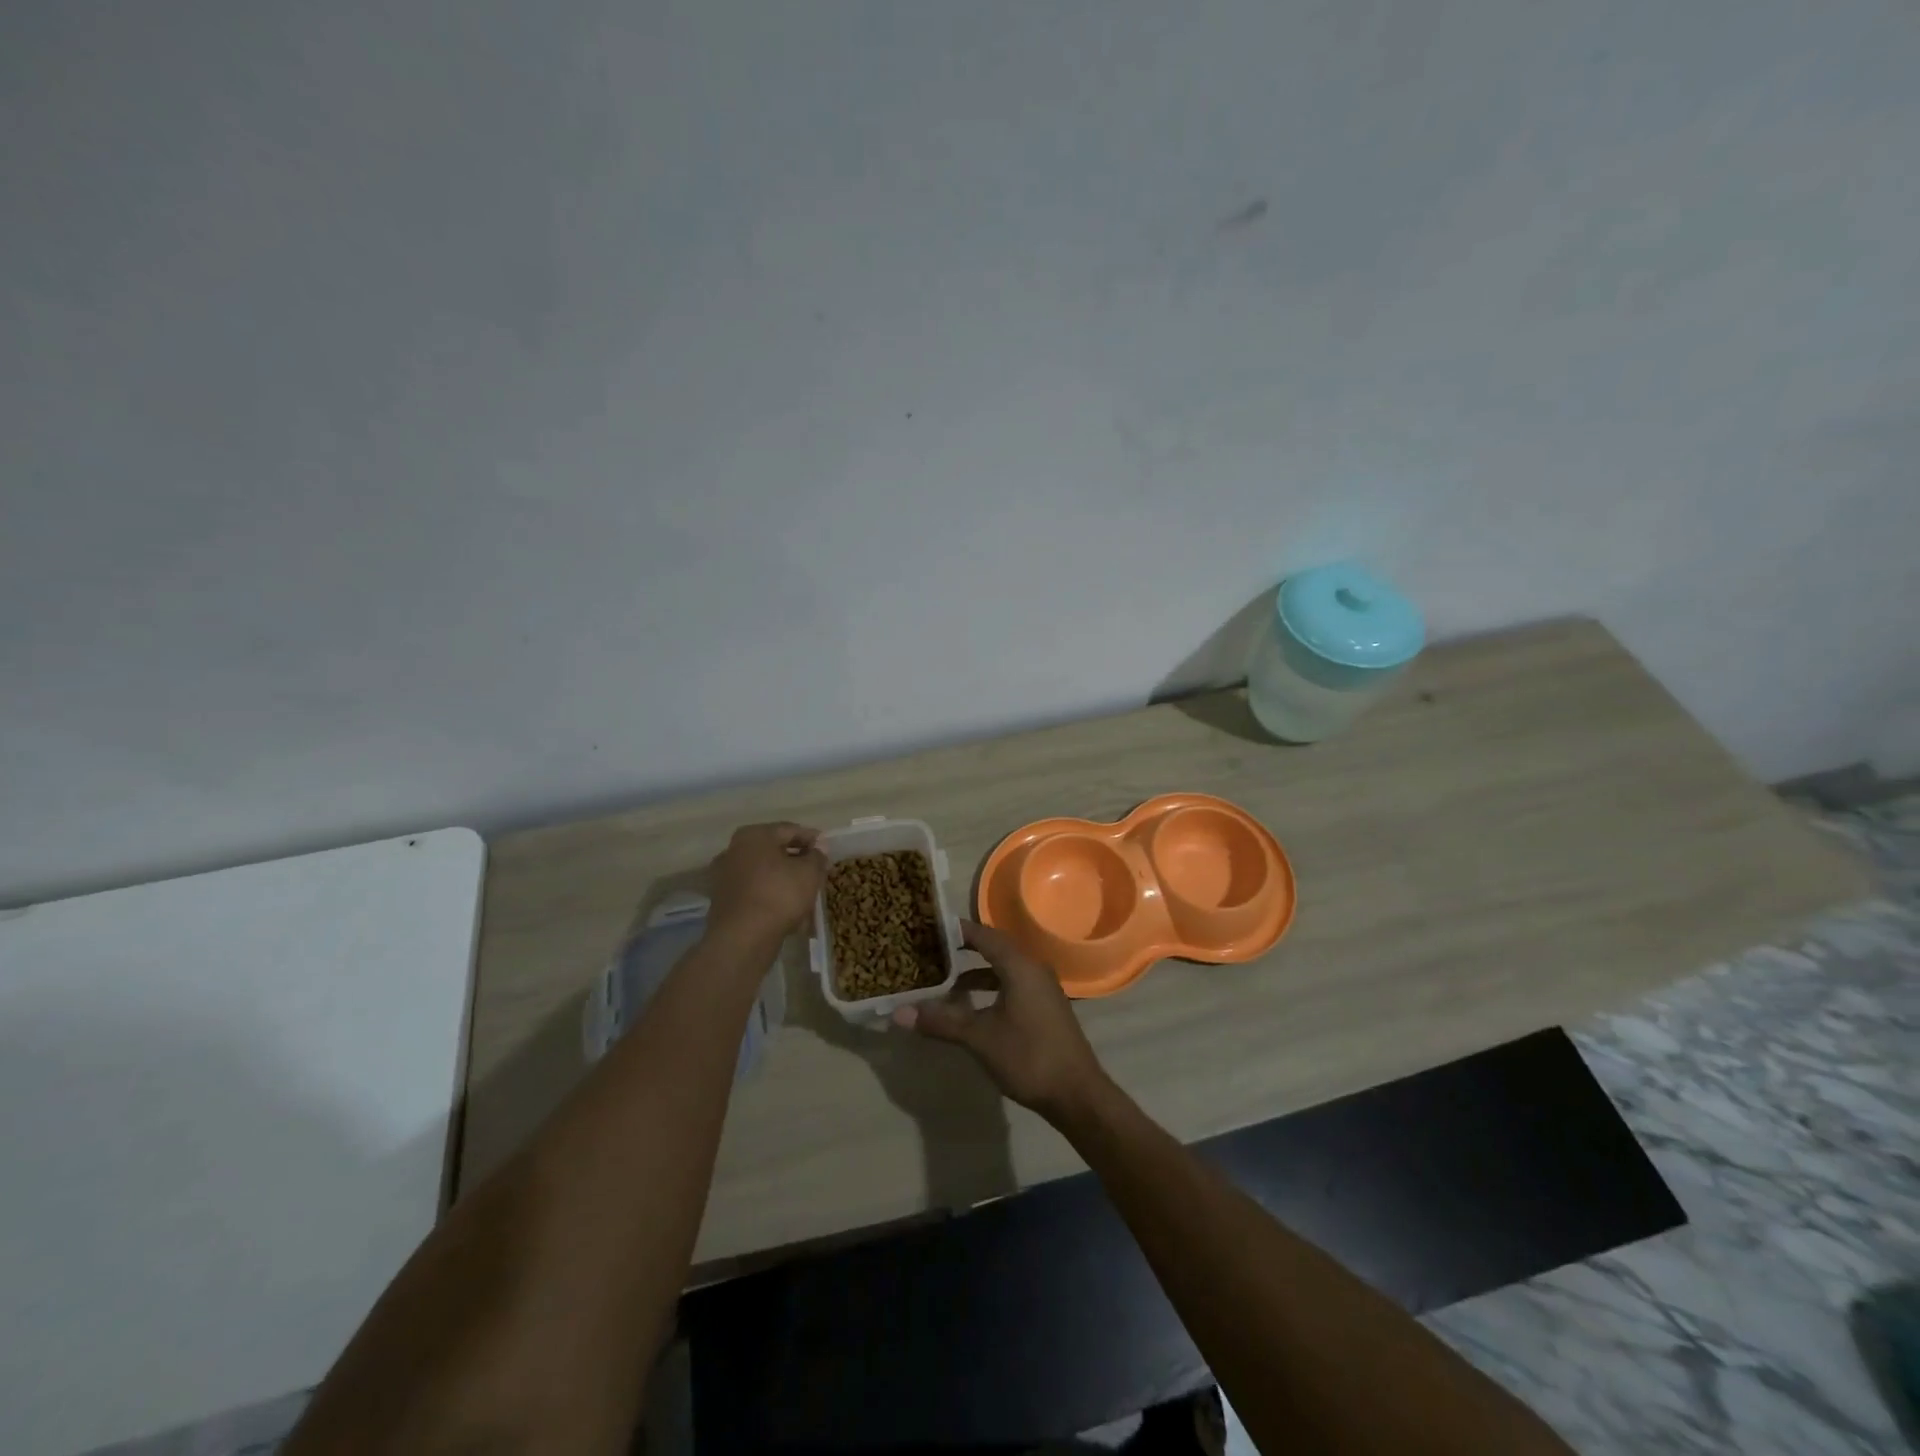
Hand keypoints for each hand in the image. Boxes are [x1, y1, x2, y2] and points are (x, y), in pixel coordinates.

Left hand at [706, 822, 828, 948]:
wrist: (742, 939)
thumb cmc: (779, 895)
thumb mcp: (809, 872)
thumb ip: (817, 856)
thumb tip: (818, 847)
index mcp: (754, 835)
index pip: (790, 830)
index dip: (812, 839)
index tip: (828, 851)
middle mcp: (734, 850)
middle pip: (775, 851)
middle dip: (797, 862)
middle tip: (817, 872)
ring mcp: (725, 876)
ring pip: (765, 873)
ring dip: (785, 881)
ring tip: (806, 895)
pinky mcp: (723, 901)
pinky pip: (755, 892)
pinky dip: (771, 897)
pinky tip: (788, 911)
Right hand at [893, 919, 1110, 1121]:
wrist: (1077, 1094)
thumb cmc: (1028, 1056)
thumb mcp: (979, 1038)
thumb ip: (941, 1021)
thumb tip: (898, 1012)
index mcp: (1020, 966)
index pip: (984, 935)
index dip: (957, 930)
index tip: (929, 927)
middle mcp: (1033, 969)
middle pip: (994, 948)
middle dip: (964, 950)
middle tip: (932, 951)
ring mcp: (1042, 989)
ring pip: (1003, 969)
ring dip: (976, 973)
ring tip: (945, 983)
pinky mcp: (1044, 1008)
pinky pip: (1012, 985)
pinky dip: (990, 989)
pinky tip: (971, 1008)